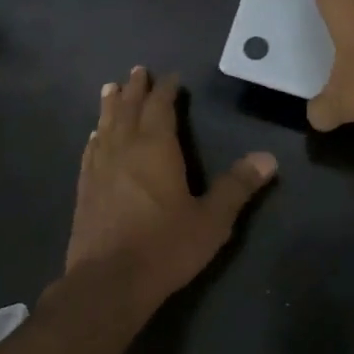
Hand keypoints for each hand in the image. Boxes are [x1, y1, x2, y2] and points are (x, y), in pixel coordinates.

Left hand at [65, 67, 277, 308]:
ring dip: (111, 105)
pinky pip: (91, 150)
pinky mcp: (85, 189)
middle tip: (138, 71)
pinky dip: (96, 136)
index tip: (172, 77)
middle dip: (136, 89)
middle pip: (129, 109)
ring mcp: (100, 168)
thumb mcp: (211, 220)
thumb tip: (268, 157)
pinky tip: (95, 136)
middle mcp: (124, 149)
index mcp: (156, 148)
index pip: (160, 107)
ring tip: (111, 88)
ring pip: (106, 125)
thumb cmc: (164, 247)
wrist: (108, 282)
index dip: (166, 90)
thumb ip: (237, 187)